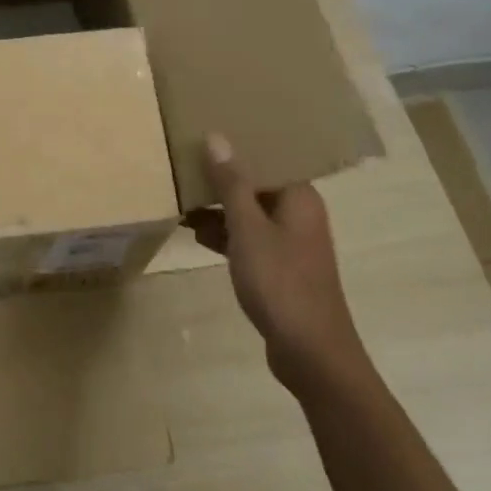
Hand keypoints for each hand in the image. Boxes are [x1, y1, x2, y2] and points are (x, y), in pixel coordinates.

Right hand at [187, 133, 370, 398]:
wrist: (311, 354)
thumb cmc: (281, 282)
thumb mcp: (248, 229)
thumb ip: (231, 183)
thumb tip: (216, 137)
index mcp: (299, 197)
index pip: (266, 158)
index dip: (235, 146)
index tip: (201, 135)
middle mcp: (298, 214)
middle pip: (255, 184)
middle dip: (220, 177)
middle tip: (181, 163)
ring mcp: (289, 243)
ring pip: (248, 212)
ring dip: (218, 207)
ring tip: (179, 196)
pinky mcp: (279, 268)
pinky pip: (247, 238)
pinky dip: (224, 233)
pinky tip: (193, 232)